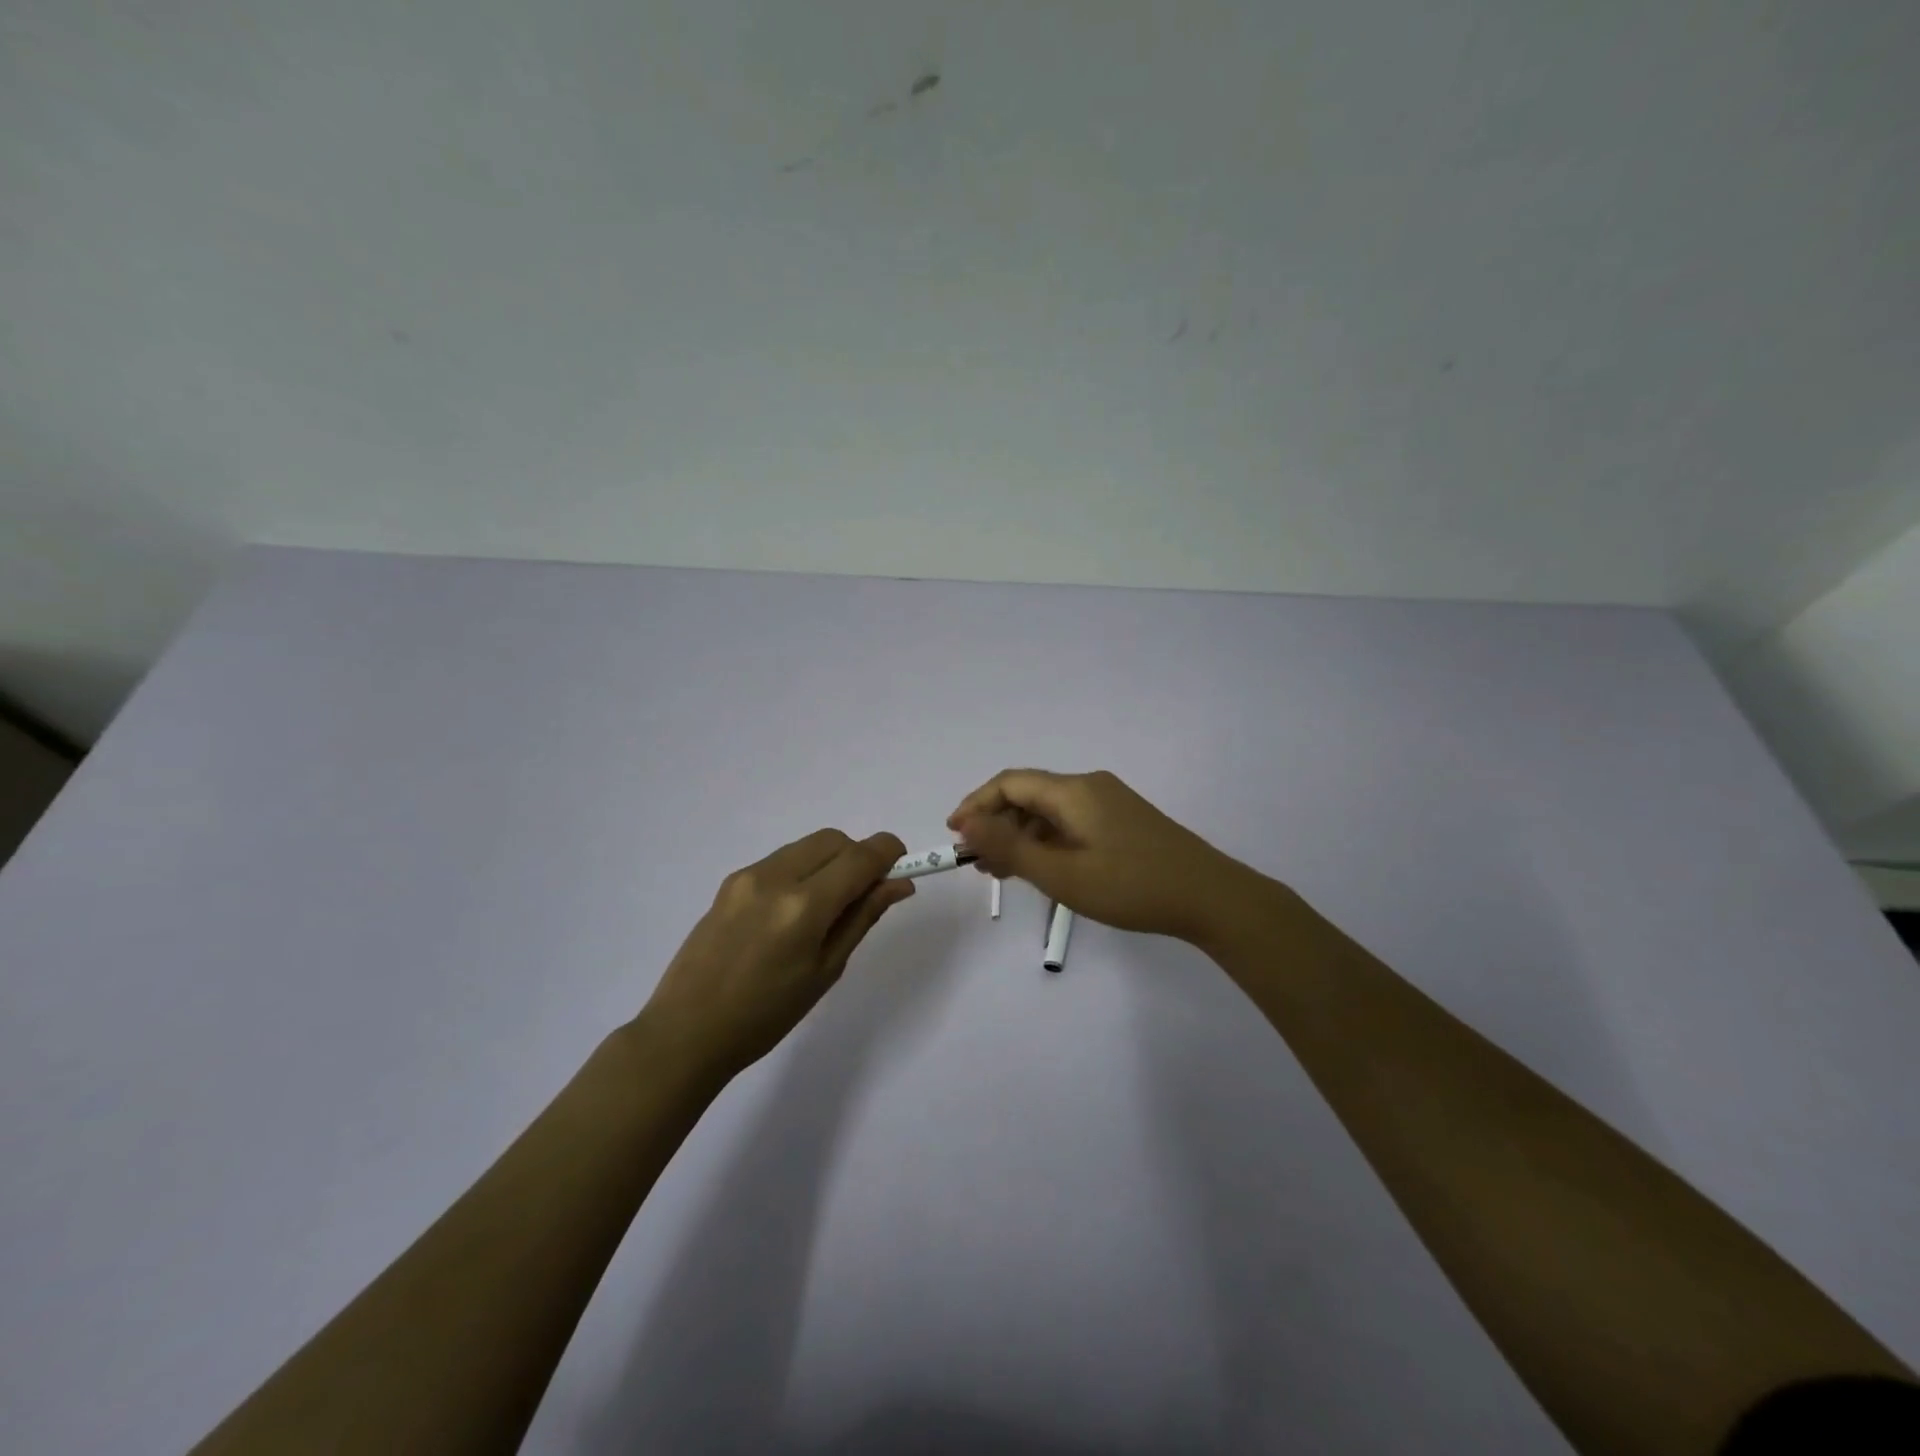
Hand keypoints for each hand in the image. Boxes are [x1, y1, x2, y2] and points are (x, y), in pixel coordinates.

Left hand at [640, 830, 913, 1080]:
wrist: (687, 1031)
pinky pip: (781, 859)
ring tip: (827, 908)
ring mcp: (748, 875)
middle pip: (834, 840)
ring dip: (830, 861)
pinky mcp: (730, 881)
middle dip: (858, 856)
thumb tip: (898, 884)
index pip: (860, 856)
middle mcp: (775, 877)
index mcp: (803, 906)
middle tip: (864, 895)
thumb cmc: (766, 1015)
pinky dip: (802, 870)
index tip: (903, 865)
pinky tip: (793, 912)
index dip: (889, 852)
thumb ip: (862, 918)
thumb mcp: (826, 970)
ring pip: (807, 846)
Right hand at [949, 769, 1255, 943]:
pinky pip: (1071, 822)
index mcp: (1073, 791)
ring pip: (1050, 811)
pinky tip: (1042, 869)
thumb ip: (1010, 848)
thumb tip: (966, 823)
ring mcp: (1110, 802)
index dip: (976, 804)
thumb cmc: (1131, 887)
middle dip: (997, 824)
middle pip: (1029, 795)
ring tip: (1002, 873)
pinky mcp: (1123, 821)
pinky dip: (1048, 841)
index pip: (1010, 783)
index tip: (955, 834)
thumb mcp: (1062, 874)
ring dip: (1021, 836)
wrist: (1211, 897)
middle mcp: (1089, 786)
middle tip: (977, 863)